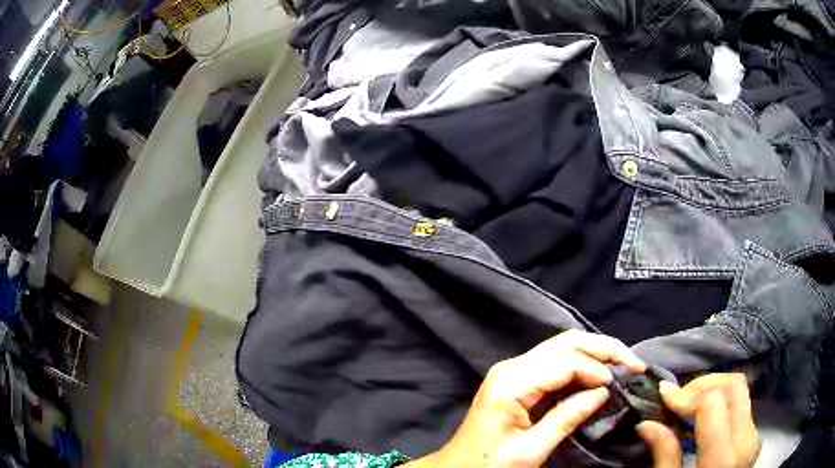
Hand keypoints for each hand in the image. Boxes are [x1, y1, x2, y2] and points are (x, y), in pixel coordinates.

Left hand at [406, 330, 645, 467]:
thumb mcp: (529, 451)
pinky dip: (581, 365)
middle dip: (604, 348)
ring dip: (596, 353)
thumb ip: (566, 418)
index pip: (566, 361)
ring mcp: (514, 370)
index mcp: (512, 383)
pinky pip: (555, 362)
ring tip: (623, 366)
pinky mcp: (518, 379)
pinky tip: (598, 375)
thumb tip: (604, 391)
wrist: (458, 467)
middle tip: (633, 363)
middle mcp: (513, 367)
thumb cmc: (488, 464)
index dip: (597, 369)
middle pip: (567, 342)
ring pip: (563, 347)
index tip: (617, 386)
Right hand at [637, 373, 761, 467]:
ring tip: (689, 406)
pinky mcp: (754, 435)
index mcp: (722, 457)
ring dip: (712, 390)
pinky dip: (721, 402)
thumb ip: (664, 455)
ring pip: (740, 390)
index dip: (687, 394)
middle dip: (703, 384)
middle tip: (678, 399)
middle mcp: (746, 439)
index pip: (713, 402)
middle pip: (733, 385)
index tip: (664, 395)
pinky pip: (741, 405)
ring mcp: (754, 435)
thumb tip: (647, 424)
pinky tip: (703, 419)